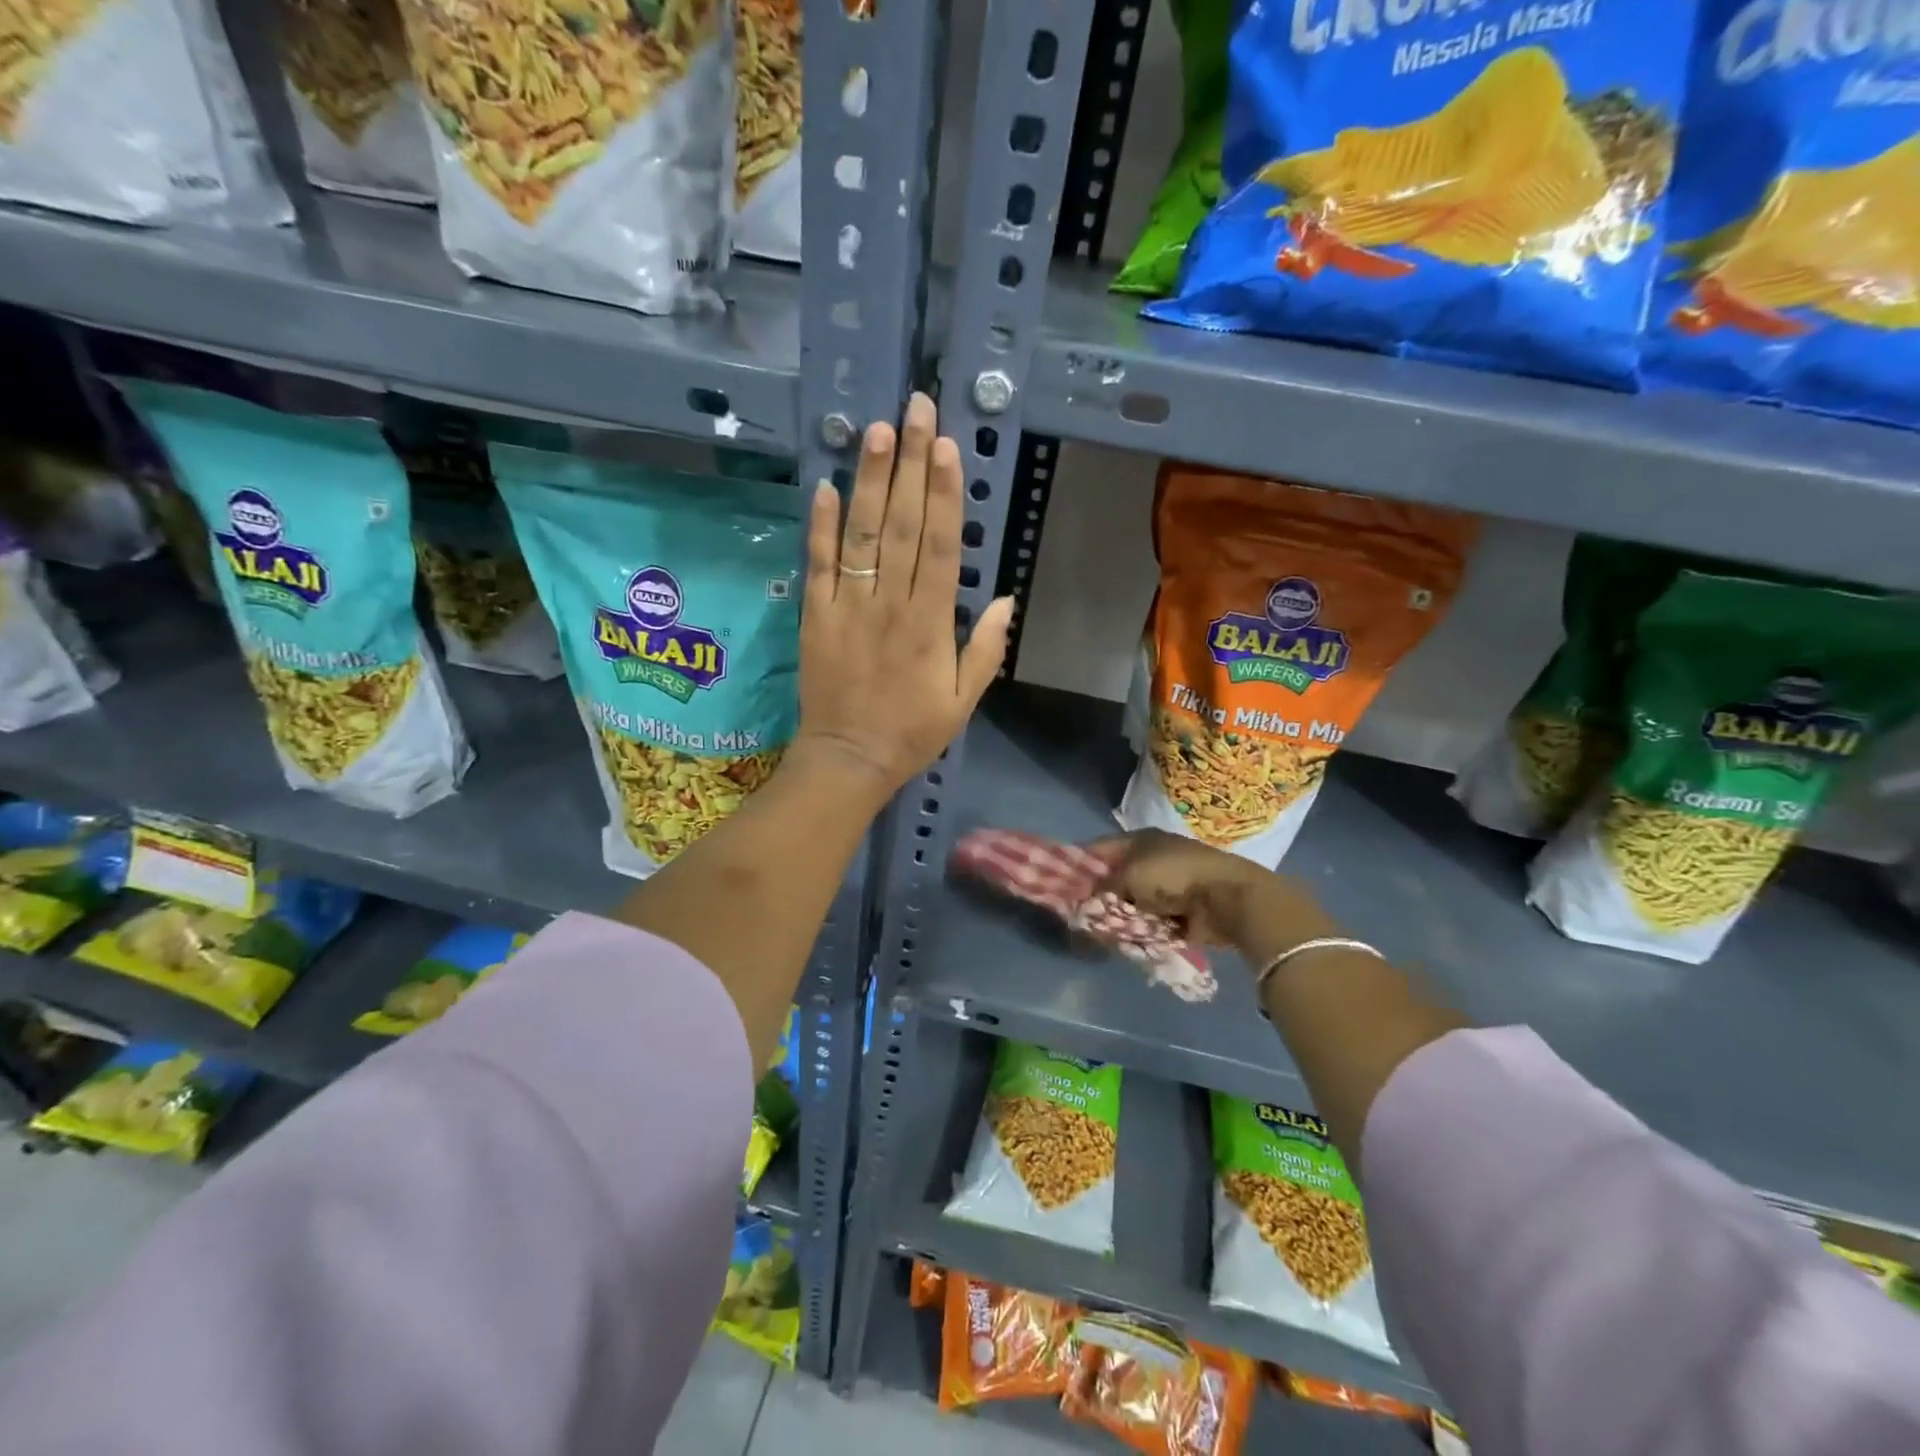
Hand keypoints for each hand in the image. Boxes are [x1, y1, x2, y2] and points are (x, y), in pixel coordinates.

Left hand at [792, 393, 1012, 799]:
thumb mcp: (964, 700)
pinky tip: (825, 485)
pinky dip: (819, 526)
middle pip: (899, 526)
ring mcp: (847, 608)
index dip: (943, 494)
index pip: (938, 546)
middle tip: (915, 410)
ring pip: (859, 536)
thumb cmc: (912, 731)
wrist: (849, 759)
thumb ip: (985, 649)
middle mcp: (889, 605)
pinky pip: (817, 565)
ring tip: (876, 431)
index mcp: (929, 624)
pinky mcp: (814, 616)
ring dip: (867, 481)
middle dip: (909, 465)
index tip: (947, 447)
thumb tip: (1005, 598)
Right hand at [1094, 830, 1341, 957]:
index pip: (1097, 850)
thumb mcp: (1129, 876)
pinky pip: (1148, 920)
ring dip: (1118, 915)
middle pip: (1113, 877)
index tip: (1057, 886)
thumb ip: (1102, 888)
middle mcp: (1151, 858)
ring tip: (1099, 931)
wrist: (1228, 897)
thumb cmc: (1174, 876)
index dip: (1077, 865)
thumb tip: (1084, 902)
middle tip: (1077, 915)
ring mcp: (1167, 885)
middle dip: (1096, 896)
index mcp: (1138, 840)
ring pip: (1130, 901)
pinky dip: (1138, 929)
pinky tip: (1124, 940)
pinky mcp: (1180, 910)